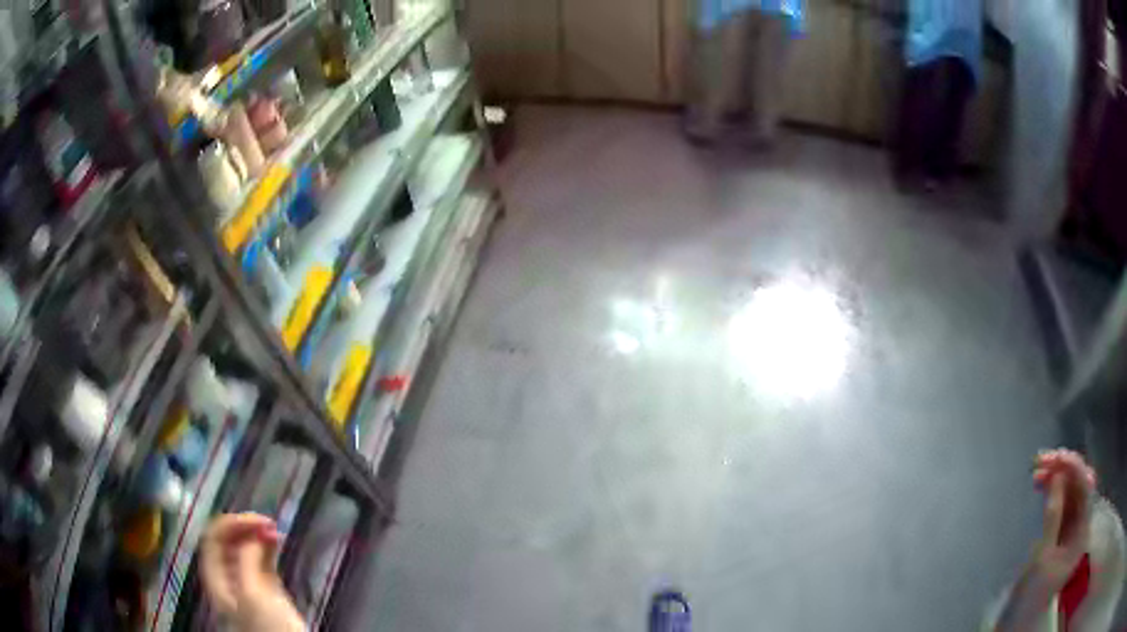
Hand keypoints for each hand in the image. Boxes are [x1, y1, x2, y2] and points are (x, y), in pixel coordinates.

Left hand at [200, 513, 304, 631]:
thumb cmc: (269, 627)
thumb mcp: (254, 594)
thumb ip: (246, 561)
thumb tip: (253, 535)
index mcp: (216, 578)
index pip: (212, 539)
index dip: (229, 524)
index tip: (253, 519)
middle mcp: (227, 577)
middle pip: (227, 541)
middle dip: (244, 527)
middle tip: (267, 522)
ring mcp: (247, 582)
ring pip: (245, 548)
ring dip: (256, 534)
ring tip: (274, 528)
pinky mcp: (266, 587)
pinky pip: (260, 559)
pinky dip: (267, 547)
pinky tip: (277, 540)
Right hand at [1030, 449, 1096, 591]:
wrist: (1017, 623)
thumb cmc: (1031, 596)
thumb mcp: (1042, 560)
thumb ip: (1053, 518)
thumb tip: (1057, 477)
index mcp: (1083, 533)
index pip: (1086, 489)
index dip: (1075, 469)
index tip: (1058, 457)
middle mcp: (1081, 525)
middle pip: (1079, 488)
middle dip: (1064, 471)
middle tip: (1044, 461)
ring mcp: (1071, 529)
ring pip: (1069, 492)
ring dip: (1056, 478)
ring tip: (1038, 470)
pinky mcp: (1060, 532)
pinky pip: (1061, 502)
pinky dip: (1052, 490)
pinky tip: (1042, 484)